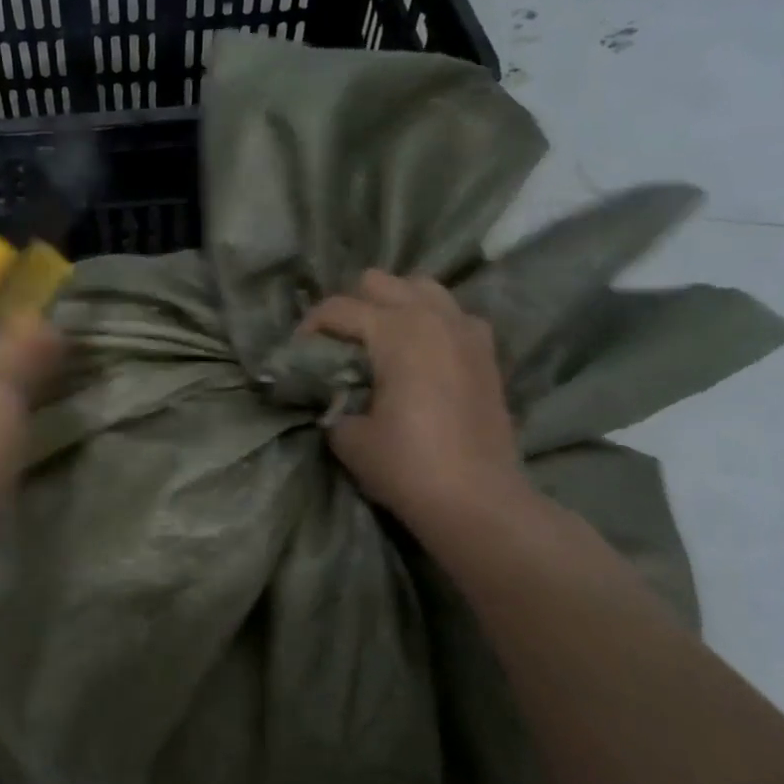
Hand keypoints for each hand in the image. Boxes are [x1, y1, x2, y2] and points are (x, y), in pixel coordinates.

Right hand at [301, 270, 527, 530]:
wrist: (476, 500)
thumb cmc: (406, 465)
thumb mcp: (348, 436)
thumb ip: (332, 402)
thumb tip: (331, 395)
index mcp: (396, 331)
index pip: (337, 308)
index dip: (309, 327)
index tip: (297, 353)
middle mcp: (433, 317)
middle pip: (380, 282)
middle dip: (352, 305)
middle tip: (339, 344)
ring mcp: (466, 331)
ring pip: (422, 288)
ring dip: (395, 305)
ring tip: (380, 339)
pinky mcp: (486, 353)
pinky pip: (454, 315)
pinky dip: (432, 322)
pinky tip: (421, 353)